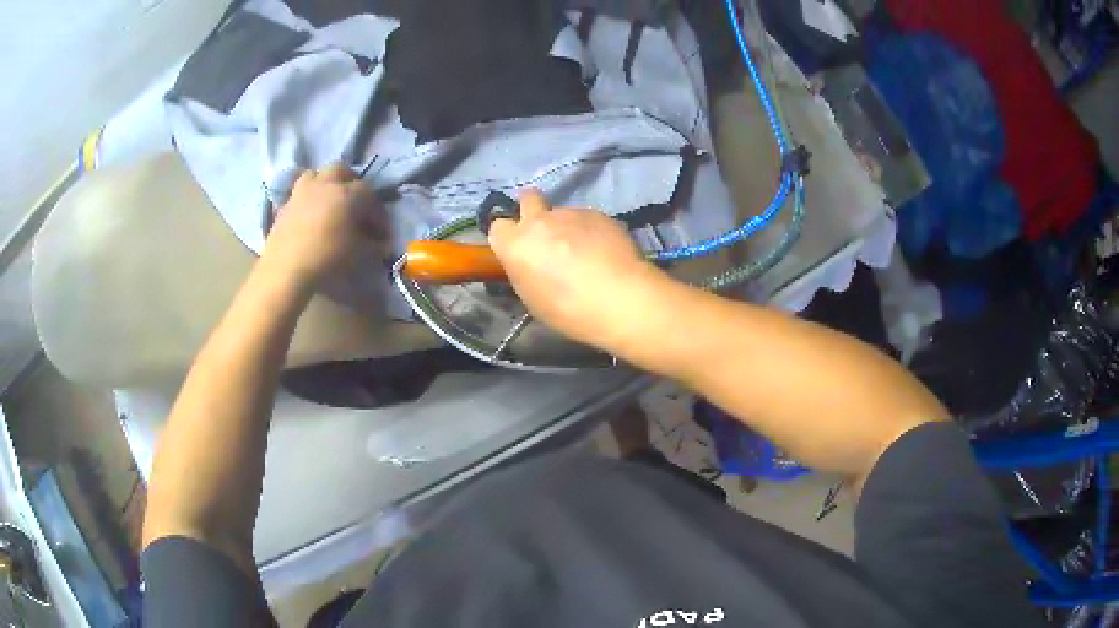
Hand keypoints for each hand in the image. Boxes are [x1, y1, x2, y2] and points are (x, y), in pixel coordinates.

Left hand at [261, 164, 384, 287]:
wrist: (285, 271)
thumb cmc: (327, 259)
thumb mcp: (358, 255)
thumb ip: (372, 244)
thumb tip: (380, 242)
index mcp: (346, 194)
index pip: (369, 193)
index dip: (376, 211)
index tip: (380, 231)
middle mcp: (324, 185)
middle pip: (340, 170)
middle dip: (350, 182)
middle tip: (354, 203)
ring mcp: (301, 192)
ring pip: (315, 175)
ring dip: (324, 183)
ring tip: (328, 202)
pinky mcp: (284, 206)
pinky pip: (298, 194)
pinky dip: (306, 200)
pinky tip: (308, 217)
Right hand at [488, 189, 665, 348]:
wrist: (619, 299)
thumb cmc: (568, 310)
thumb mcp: (532, 298)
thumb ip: (525, 270)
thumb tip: (532, 261)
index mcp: (516, 244)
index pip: (498, 226)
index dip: (509, 236)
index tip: (520, 249)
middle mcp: (539, 221)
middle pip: (528, 199)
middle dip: (533, 209)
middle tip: (547, 233)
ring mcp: (571, 213)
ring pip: (563, 214)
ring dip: (568, 228)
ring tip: (587, 254)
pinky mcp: (598, 213)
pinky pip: (588, 219)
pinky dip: (592, 232)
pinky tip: (605, 253)